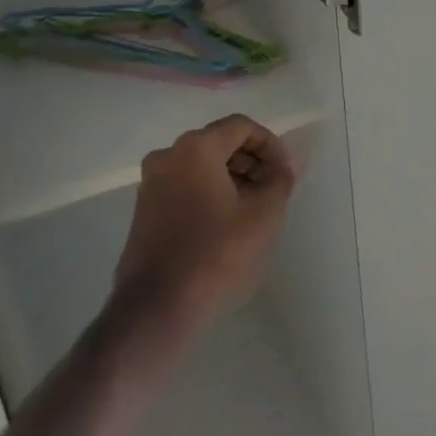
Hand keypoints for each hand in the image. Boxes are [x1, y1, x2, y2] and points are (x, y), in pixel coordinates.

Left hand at [111, 114, 296, 328]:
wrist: (157, 308)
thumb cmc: (217, 253)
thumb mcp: (264, 214)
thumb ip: (280, 178)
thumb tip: (291, 160)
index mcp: (196, 148)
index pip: (242, 127)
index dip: (271, 145)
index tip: (284, 174)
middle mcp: (168, 156)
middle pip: (220, 142)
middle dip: (252, 162)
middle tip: (273, 192)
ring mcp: (151, 183)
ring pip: (202, 165)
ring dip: (233, 179)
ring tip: (254, 211)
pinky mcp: (145, 210)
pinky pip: (186, 186)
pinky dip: (211, 193)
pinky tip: (228, 226)